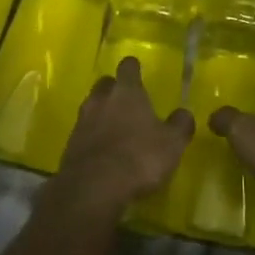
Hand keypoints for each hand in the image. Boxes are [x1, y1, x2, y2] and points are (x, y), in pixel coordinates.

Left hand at [54, 58, 193, 214]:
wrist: (93, 188)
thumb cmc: (139, 157)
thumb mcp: (172, 143)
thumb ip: (180, 125)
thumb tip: (184, 113)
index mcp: (127, 92)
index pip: (128, 66)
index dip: (133, 68)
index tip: (138, 72)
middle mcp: (101, 99)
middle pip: (105, 84)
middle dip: (114, 89)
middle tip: (127, 102)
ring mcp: (82, 121)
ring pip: (92, 107)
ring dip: (102, 113)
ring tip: (115, 128)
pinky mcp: (70, 144)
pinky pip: (83, 132)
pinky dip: (92, 137)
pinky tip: (103, 152)